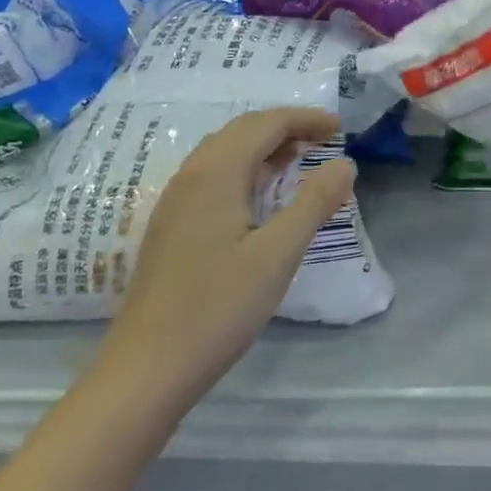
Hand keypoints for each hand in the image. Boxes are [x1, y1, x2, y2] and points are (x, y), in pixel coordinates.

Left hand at [104, 107, 355, 401]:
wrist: (145, 371)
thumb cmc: (217, 308)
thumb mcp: (278, 254)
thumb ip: (314, 202)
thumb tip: (345, 163)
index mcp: (216, 172)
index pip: (266, 124)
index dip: (305, 119)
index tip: (339, 128)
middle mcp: (192, 175)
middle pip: (243, 129)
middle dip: (286, 126)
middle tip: (324, 139)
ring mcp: (176, 200)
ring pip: (225, 150)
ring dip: (264, 144)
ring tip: (298, 159)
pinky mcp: (171, 225)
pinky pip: (213, 173)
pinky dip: (245, 166)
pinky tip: (259, 194)